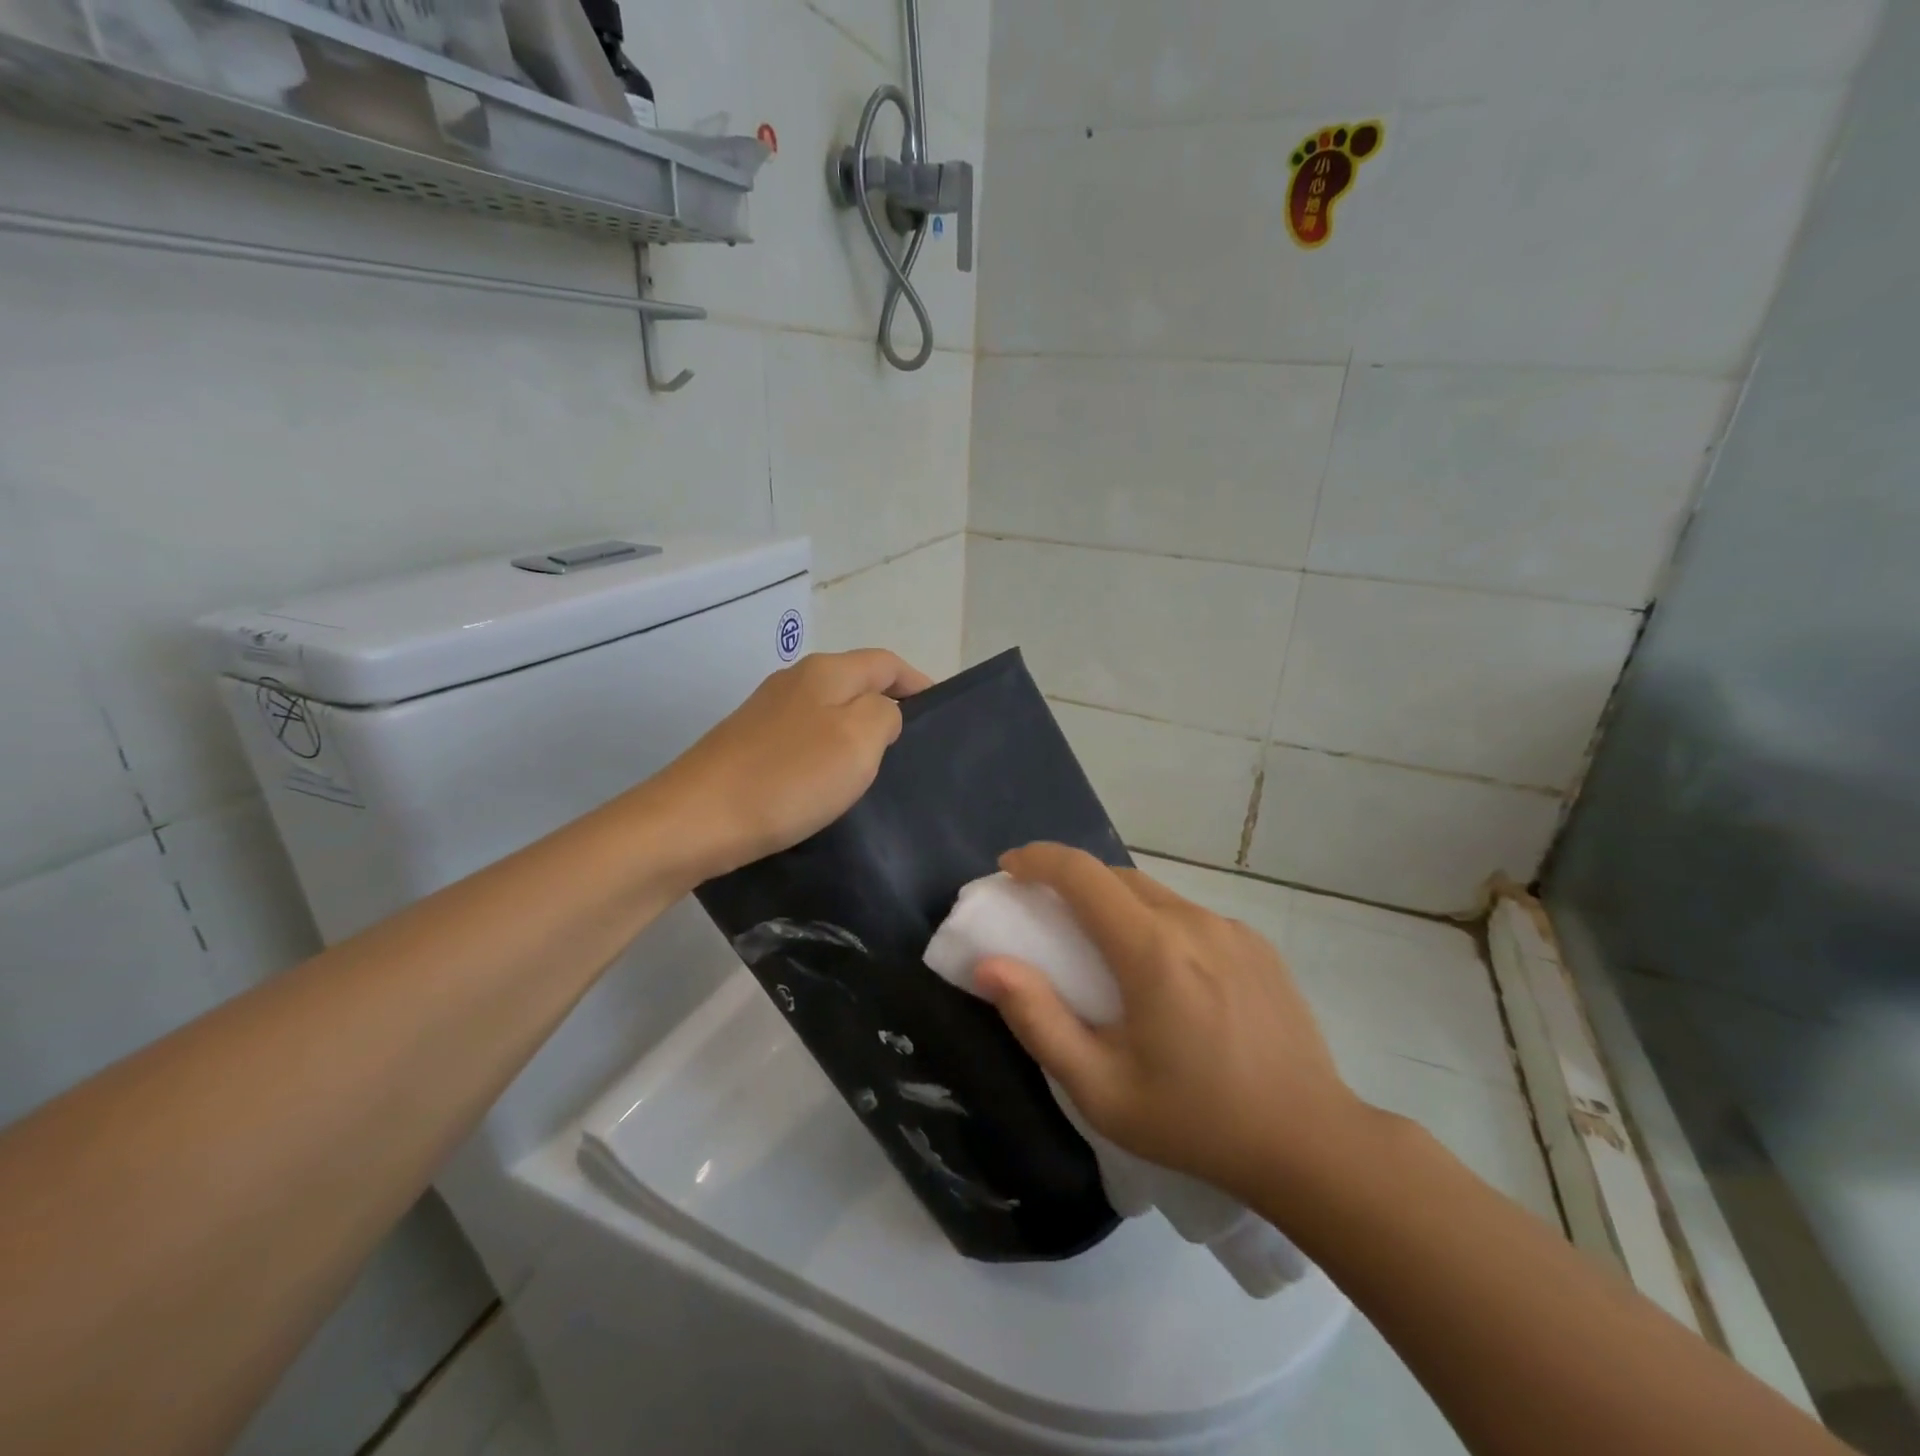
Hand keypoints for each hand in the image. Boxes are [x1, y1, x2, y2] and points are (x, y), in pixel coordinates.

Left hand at [646, 648, 931, 882]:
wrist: (696, 820)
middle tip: (911, 751)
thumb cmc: (788, 778)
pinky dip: (826, 754)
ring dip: (856, 733)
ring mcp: (766, 712)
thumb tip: (880, 713)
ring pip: (829, 712)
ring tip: (875, 772)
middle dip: (887, 708)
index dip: (917, 683)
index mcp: (826, 671)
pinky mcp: (747, 744)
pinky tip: (827, 786)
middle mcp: (794, 680)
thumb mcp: (859, 740)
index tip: (939, 717)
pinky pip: (803, 739)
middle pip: (856, 683)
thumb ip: (884, 715)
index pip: (886, 662)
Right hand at [972, 844, 1368, 1206]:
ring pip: (1156, 895)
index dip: (1037, 859)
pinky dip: (1157, 925)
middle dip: (1072, 884)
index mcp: (1151, 950)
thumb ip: (1039, 1020)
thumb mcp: (1101, 1088)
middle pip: (1117, 877)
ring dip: (1116, 906)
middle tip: (1046, 918)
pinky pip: (1190, 917)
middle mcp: (1193, 922)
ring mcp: (1232, 929)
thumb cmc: (1196, 1121)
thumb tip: (989, 967)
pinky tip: (1166, 977)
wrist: (1312, 1143)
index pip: (1082, 873)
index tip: (1009, 869)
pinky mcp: (1258, 945)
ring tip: (1105, 954)